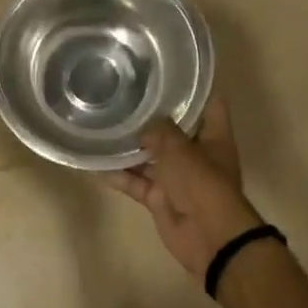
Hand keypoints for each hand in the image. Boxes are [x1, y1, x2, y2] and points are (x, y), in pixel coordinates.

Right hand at [103, 96, 262, 278]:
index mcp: (213, 137)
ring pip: (150, 157)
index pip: (209, 103)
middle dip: (151, 116)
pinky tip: (94, 162)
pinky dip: (118, 175)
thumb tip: (144, 126)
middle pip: (173, 130)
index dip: (194, 86)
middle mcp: (196, 154)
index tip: (170, 70)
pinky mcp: (159, 198)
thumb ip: (161, 131)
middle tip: (123, 93)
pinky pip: (136, 182)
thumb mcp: (181, 149)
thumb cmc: (202, 183)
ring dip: (129, 146)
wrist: (209, 237)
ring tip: (103, 123)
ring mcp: (177, 177)